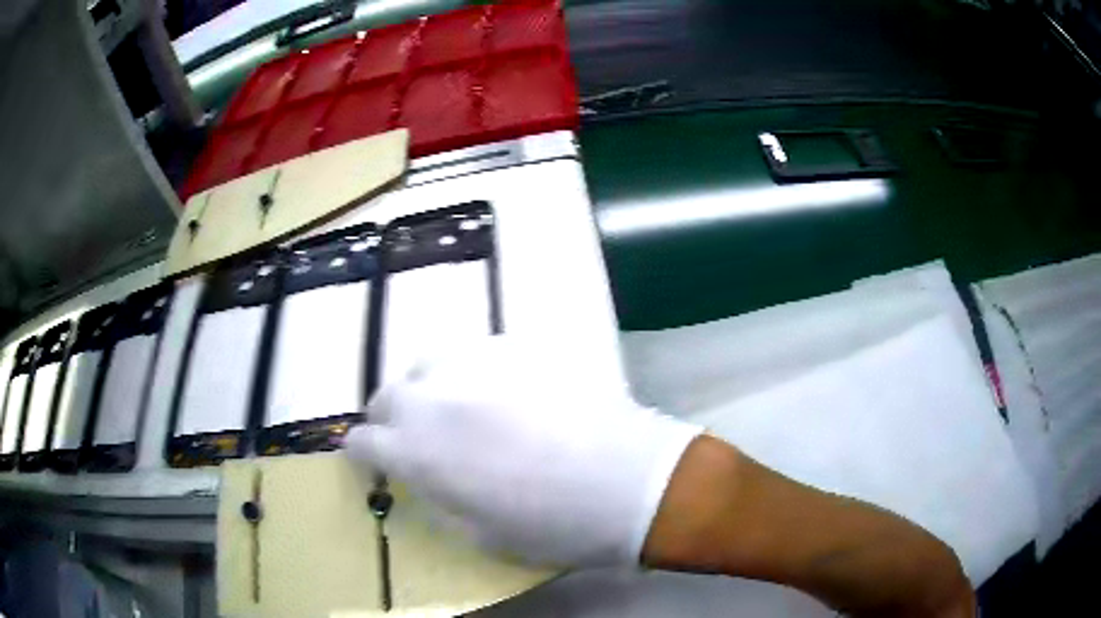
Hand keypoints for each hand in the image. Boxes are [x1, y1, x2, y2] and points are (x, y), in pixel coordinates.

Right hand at [344, 337, 701, 566]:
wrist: (629, 482)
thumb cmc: (553, 526)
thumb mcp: (478, 533)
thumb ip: (438, 497)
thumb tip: (425, 476)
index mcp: (416, 451)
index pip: (362, 441)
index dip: (363, 453)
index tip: (373, 460)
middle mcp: (433, 398)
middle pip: (386, 396)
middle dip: (389, 419)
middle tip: (414, 439)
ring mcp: (475, 364)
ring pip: (427, 366)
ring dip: (429, 391)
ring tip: (457, 413)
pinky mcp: (516, 346)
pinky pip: (475, 355)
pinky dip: (473, 376)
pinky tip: (504, 395)